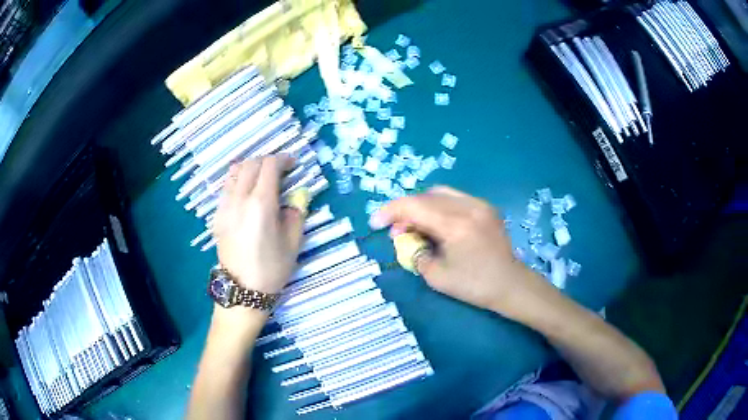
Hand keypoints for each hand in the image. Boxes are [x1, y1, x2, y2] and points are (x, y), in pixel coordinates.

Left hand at [213, 156, 305, 295]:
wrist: (242, 289)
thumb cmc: (271, 268)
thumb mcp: (293, 241)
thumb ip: (296, 212)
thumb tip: (296, 195)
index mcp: (261, 204)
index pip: (269, 166)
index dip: (283, 159)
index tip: (293, 164)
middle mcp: (239, 199)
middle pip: (250, 164)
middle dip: (267, 161)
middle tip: (280, 171)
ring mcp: (224, 206)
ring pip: (234, 172)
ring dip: (250, 168)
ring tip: (262, 178)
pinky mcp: (217, 215)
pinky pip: (227, 187)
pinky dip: (238, 181)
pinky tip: (247, 194)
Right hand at [369, 186, 549, 318]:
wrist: (510, 284)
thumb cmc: (474, 286)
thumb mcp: (437, 276)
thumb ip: (415, 253)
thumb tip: (405, 238)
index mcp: (456, 225)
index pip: (415, 206)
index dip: (390, 211)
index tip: (375, 222)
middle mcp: (468, 207)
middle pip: (426, 196)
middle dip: (405, 210)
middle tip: (397, 230)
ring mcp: (479, 204)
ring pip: (440, 193)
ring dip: (421, 205)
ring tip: (414, 225)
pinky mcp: (485, 207)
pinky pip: (454, 198)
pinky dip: (437, 206)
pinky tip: (436, 223)